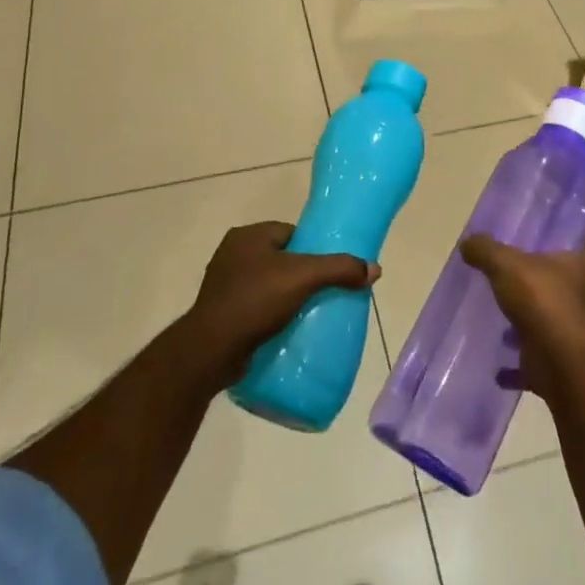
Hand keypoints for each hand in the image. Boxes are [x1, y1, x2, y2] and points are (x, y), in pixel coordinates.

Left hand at [185, 222, 379, 384]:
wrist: (210, 351)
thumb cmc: (255, 301)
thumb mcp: (303, 278)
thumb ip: (339, 269)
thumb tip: (374, 269)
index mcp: (247, 236)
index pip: (290, 233)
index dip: (312, 248)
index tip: (328, 269)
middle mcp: (232, 253)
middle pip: (280, 259)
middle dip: (300, 275)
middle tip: (322, 294)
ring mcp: (222, 284)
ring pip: (267, 284)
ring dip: (284, 297)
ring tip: (308, 314)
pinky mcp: (219, 313)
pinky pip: (253, 307)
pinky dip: (269, 316)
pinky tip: (284, 329)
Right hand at [461, 235, 584, 397]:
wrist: (559, 360)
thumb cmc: (540, 298)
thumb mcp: (506, 263)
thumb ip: (486, 250)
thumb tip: (467, 242)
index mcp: (579, 268)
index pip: (577, 255)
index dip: (560, 254)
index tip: (538, 255)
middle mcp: (582, 300)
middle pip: (561, 290)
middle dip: (538, 291)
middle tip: (509, 287)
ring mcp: (572, 335)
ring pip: (547, 326)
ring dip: (527, 328)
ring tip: (499, 326)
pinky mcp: (559, 364)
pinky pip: (533, 363)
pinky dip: (517, 367)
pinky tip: (497, 369)